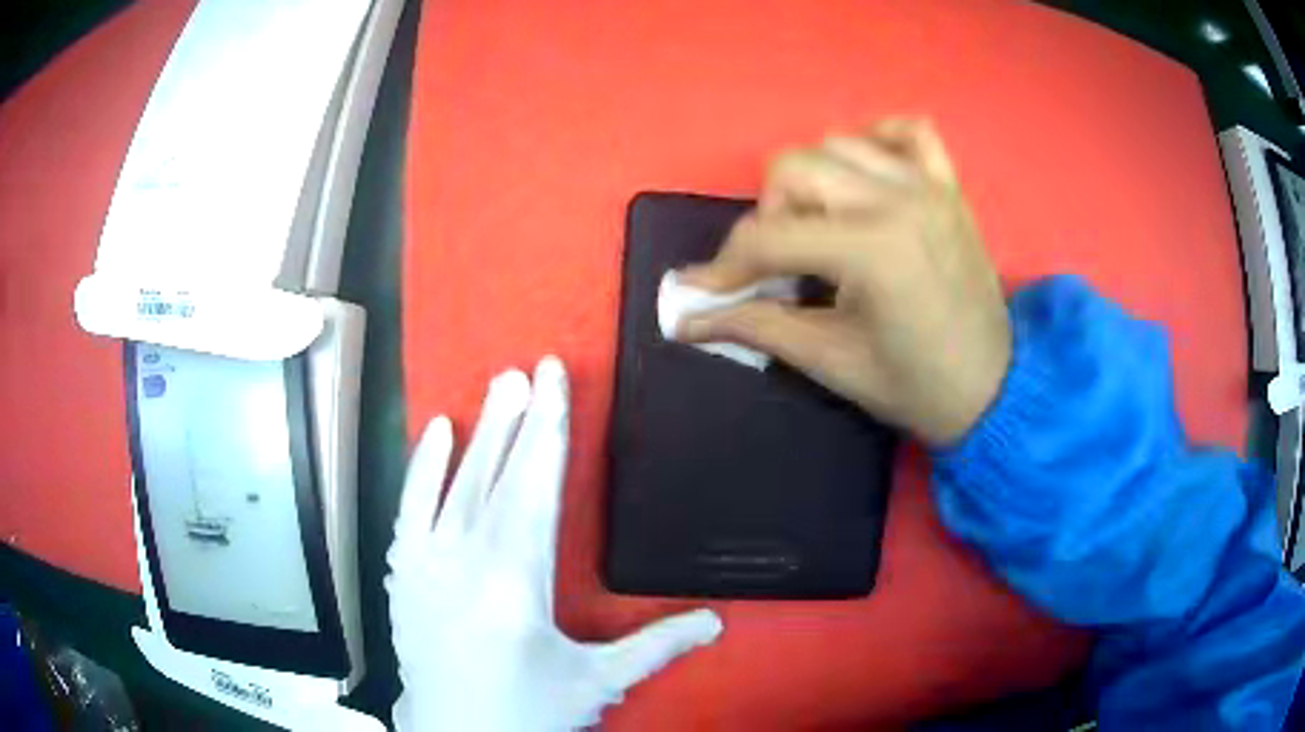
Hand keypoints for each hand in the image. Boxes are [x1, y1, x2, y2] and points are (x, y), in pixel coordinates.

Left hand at [386, 357, 721, 731]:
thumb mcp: (596, 682)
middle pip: (498, 473)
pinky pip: (411, 507)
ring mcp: (427, 562)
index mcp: (517, 580)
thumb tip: (719, 621)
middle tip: (530, 369)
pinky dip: (422, 467)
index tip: (554, 381)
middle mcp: (466, 558)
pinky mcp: (405, 572)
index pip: (537, 485)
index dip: (549, 429)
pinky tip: (436, 433)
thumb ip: (656, 645)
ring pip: (455, 481)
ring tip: (499, 385)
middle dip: (518, 417)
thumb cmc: (526, 711)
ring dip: (479, 431)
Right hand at [679, 119, 1009, 445]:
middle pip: (795, 168)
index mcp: (870, 250)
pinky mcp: (948, 186)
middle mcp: (897, 199)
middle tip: (781, 261)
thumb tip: (685, 318)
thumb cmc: (913, 385)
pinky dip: (877, 141)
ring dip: (813, 180)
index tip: (705, 289)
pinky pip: (907, 131)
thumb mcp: (830, 360)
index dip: (725, 264)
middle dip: (770, 214)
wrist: (993, 389)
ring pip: (839, 143)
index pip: (770, 236)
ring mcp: (927, 185)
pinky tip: (867, 178)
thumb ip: (757, 326)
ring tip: (823, 227)